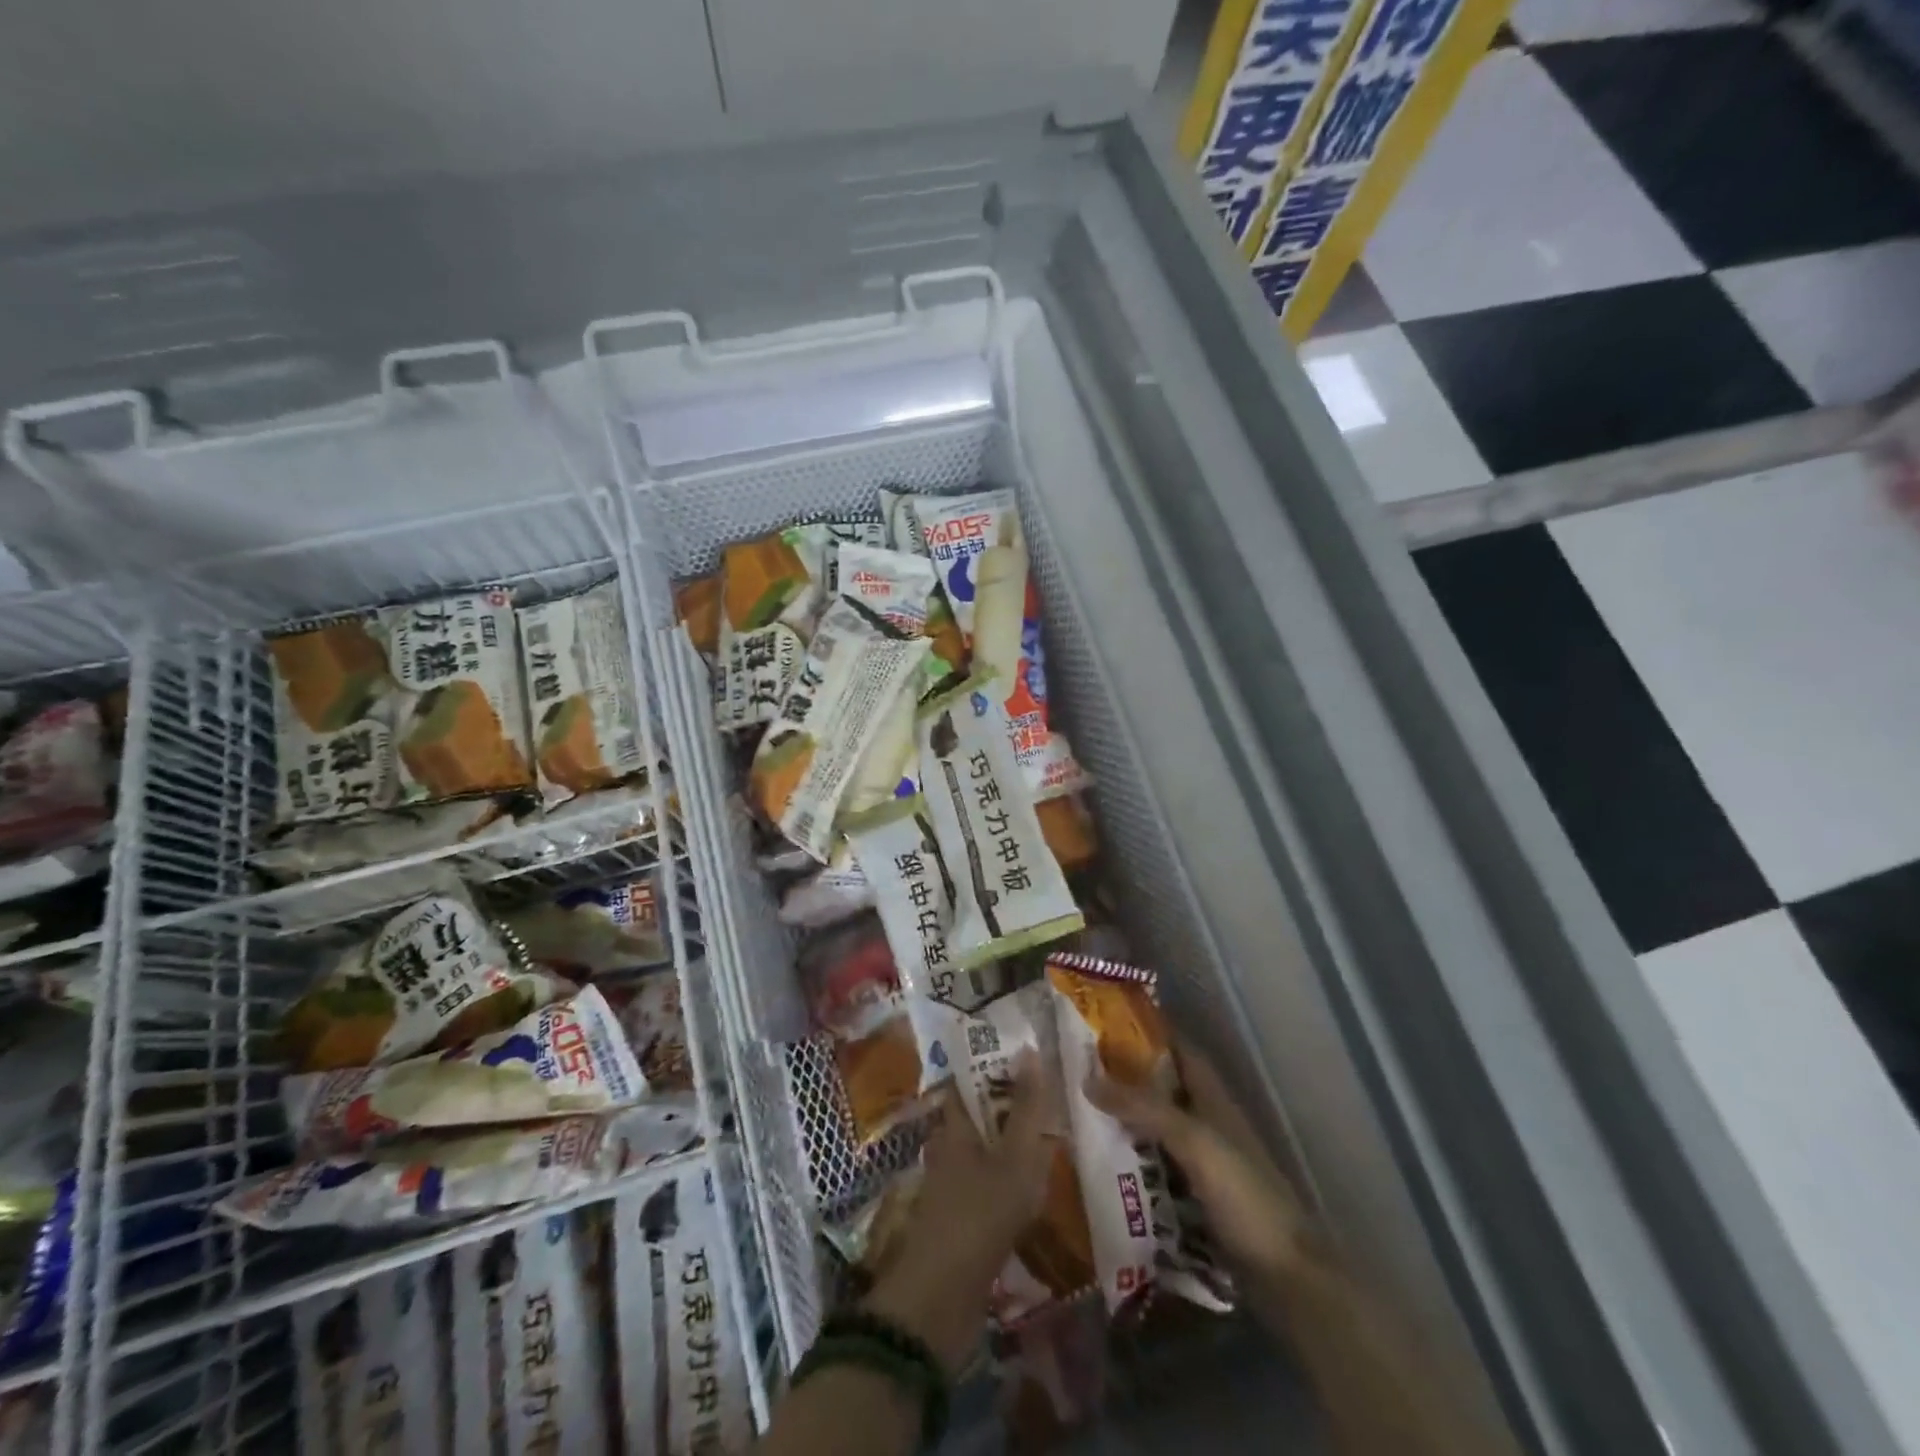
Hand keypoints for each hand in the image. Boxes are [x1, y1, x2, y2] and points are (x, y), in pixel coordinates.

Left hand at [861, 1052, 1059, 1376]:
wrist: (940, 1300)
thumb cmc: (978, 1216)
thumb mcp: (1014, 1159)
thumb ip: (1026, 1108)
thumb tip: (1029, 1049)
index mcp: (953, 1126)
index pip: (968, 1080)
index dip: (992, 1063)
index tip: (1024, 1053)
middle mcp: (948, 1148)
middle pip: (979, 1115)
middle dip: (1009, 1104)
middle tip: (1050, 1094)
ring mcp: (952, 1186)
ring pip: (985, 1150)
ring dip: (1012, 1143)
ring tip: (1051, 1135)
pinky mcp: (961, 1220)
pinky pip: (990, 1185)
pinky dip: (1011, 1179)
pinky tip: (1037, 1186)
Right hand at [1086, 1042, 1309, 1289]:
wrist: (1286, 1276)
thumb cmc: (1244, 1195)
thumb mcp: (1193, 1142)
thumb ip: (1144, 1108)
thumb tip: (1087, 1079)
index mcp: (1213, 1098)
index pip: (1179, 1049)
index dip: (1149, 1031)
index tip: (1106, 1022)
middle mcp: (1207, 1122)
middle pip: (1162, 1089)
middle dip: (1125, 1078)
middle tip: (1077, 1070)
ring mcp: (1203, 1163)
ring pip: (1156, 1129)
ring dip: (1125, 1121)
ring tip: (1078, 1113)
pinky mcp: (1196, 1200)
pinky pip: (1155, 1168)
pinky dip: (1131, 1163)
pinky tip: (1100, 1166)